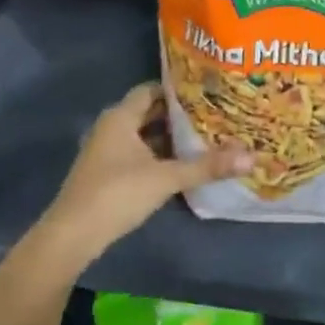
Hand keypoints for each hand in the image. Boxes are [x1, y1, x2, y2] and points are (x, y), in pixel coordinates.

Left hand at [37, 83, 252, 267]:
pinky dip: (157, 154)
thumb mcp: (166, 178)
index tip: (207, 92)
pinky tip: (180, 165)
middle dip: (178, 115)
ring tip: (204, 138)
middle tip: (213, 115)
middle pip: (149, 112)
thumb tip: (251, 156)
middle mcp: (111, 127)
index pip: (152, 89)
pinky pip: (137, 153)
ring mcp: (106, 150)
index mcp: (121, 116)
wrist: (73, 235)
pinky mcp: (106, 172)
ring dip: (168, 137)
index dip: (178, 90)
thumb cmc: (117, 194)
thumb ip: (206, 166)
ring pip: (143, 135)